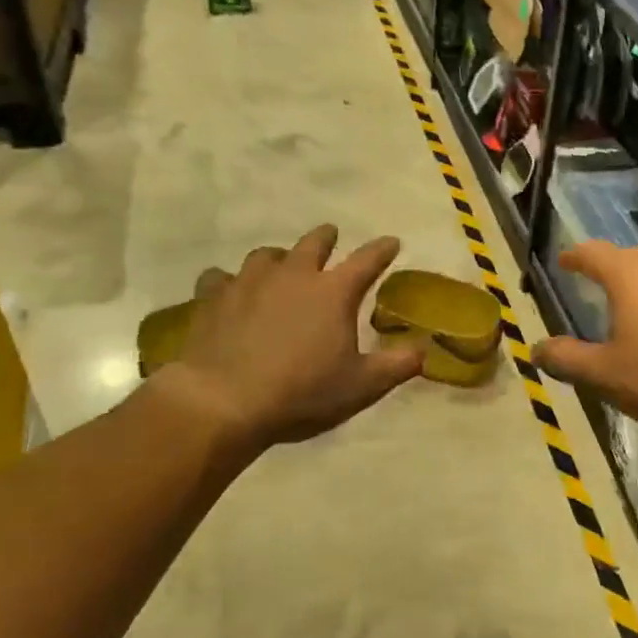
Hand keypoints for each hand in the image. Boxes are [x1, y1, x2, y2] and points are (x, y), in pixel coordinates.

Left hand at [162, 225, 424, 452]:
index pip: (367, 260)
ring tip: (279, 265)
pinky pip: (220, 277)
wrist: (224, 401)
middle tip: (330, 236)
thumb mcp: (361, 386)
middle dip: (326, 238)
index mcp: (334, 292)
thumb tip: (424, 349)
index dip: (382, 250)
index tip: (391, 242)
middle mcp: (293, 275)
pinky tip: (228, 291)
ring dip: (278, 257)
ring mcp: (249, 282)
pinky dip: (229, 282)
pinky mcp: (213, 297)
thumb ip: (397, 365)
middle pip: (313, 243)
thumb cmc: (301, 392)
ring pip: (266, 255)